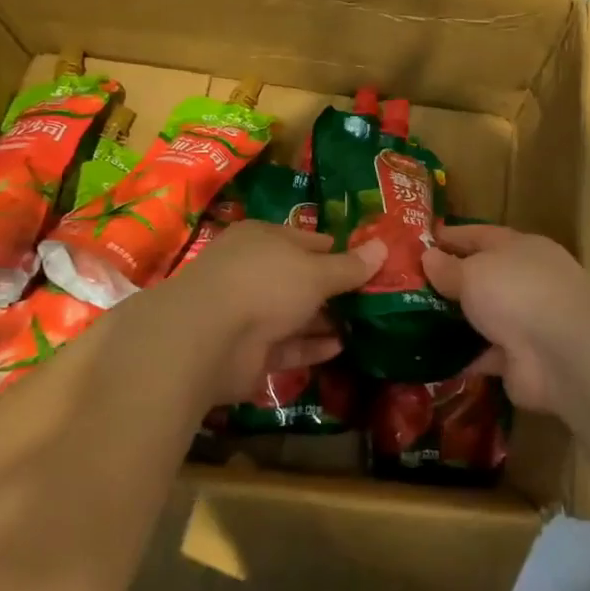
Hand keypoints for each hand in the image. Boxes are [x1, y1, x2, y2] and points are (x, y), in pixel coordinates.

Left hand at [158, 221, 384, 403]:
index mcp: (263, 239)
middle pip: (300, 278)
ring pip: (294, 314)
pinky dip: (311, 347)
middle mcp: (253, 272)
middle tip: (374, 297)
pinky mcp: (247, 351)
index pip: (306, 239)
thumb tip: (383, 246)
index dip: (336, 249)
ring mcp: (248, 313)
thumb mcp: (317, 271)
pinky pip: (286, 346)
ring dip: (325, 320)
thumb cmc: (265, 284)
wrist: (206, 338)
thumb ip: (350, 266)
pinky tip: (340, 348)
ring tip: (365, 325)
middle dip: (333, 288)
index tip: (367, 262)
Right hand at [422, 225, 589, 411]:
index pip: (480, 235)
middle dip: (449, 282)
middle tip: (406, 285)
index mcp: (519, 248)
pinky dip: (463, 357)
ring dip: (455, 322)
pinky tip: (431, 358)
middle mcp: (524, 281)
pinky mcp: (519, 360)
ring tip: (412, 323)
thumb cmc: (516, 291)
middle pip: (481, 277)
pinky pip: (483, 355)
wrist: (561, 351)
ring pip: (483, 318)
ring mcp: (524, 322)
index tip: (420, 241)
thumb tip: (428, 257)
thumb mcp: (474, 271)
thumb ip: (449, 268)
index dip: (451, 237)